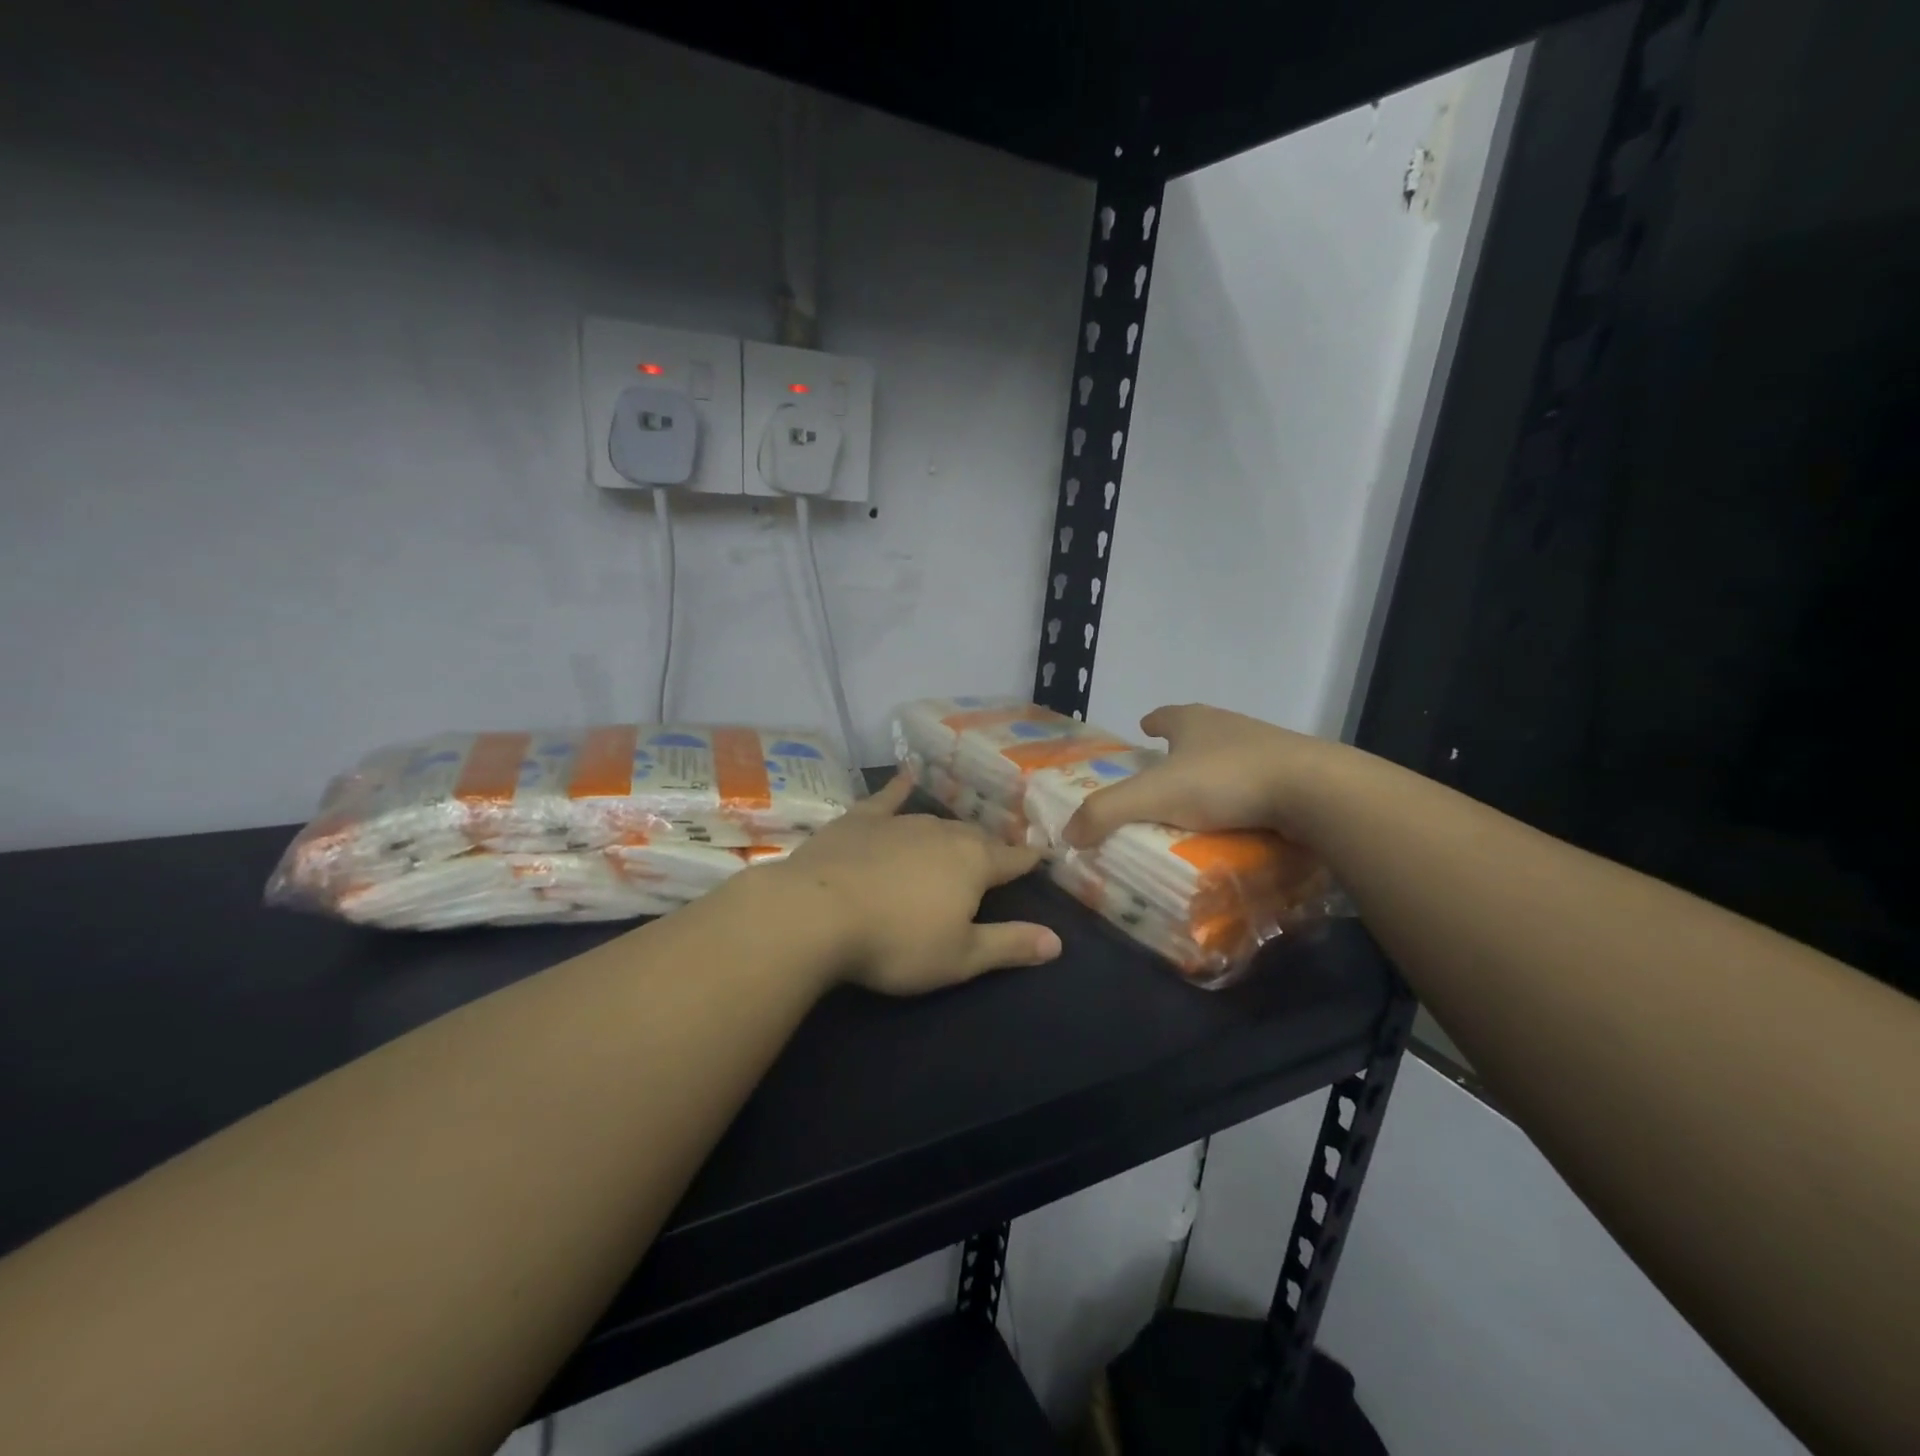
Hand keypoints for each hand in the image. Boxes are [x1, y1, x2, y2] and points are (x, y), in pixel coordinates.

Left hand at [769, 774, 1062, 995]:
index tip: (1042, 855)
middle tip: (994, 858)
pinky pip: (886, 798)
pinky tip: (904, 776)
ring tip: (958, 836)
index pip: (1012, 860)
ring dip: (950, 830)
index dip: (1029, 860)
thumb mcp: (960, 957)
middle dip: (988, 847)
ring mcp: (899, 822)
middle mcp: (942, 833)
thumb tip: (1058, 942)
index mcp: (973, 863)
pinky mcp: (860, 819)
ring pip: (937, 821)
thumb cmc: (896, 942)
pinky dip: (898, 787)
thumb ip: (1010, 945)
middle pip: (975, 837)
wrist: (816, 913)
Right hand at [1063, 704, 1347, 847]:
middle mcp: (1229, 726)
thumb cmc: (1225, 781)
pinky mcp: (1294, 774)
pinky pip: (1258, 783)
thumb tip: (1068, 833)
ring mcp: (1266, 747)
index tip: (1144, 728)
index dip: (1153, 721)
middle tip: (1164, 773)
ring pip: (1230, 756)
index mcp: (1194, 721)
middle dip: (1181, 747)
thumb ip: (1106, 812)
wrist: (1313, 791)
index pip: (1166, 714)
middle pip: (1199, 731)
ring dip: (1213, 772)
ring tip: (1199, 801)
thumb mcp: (1154, 796)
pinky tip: (1238, 820)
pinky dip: (1243, 796)